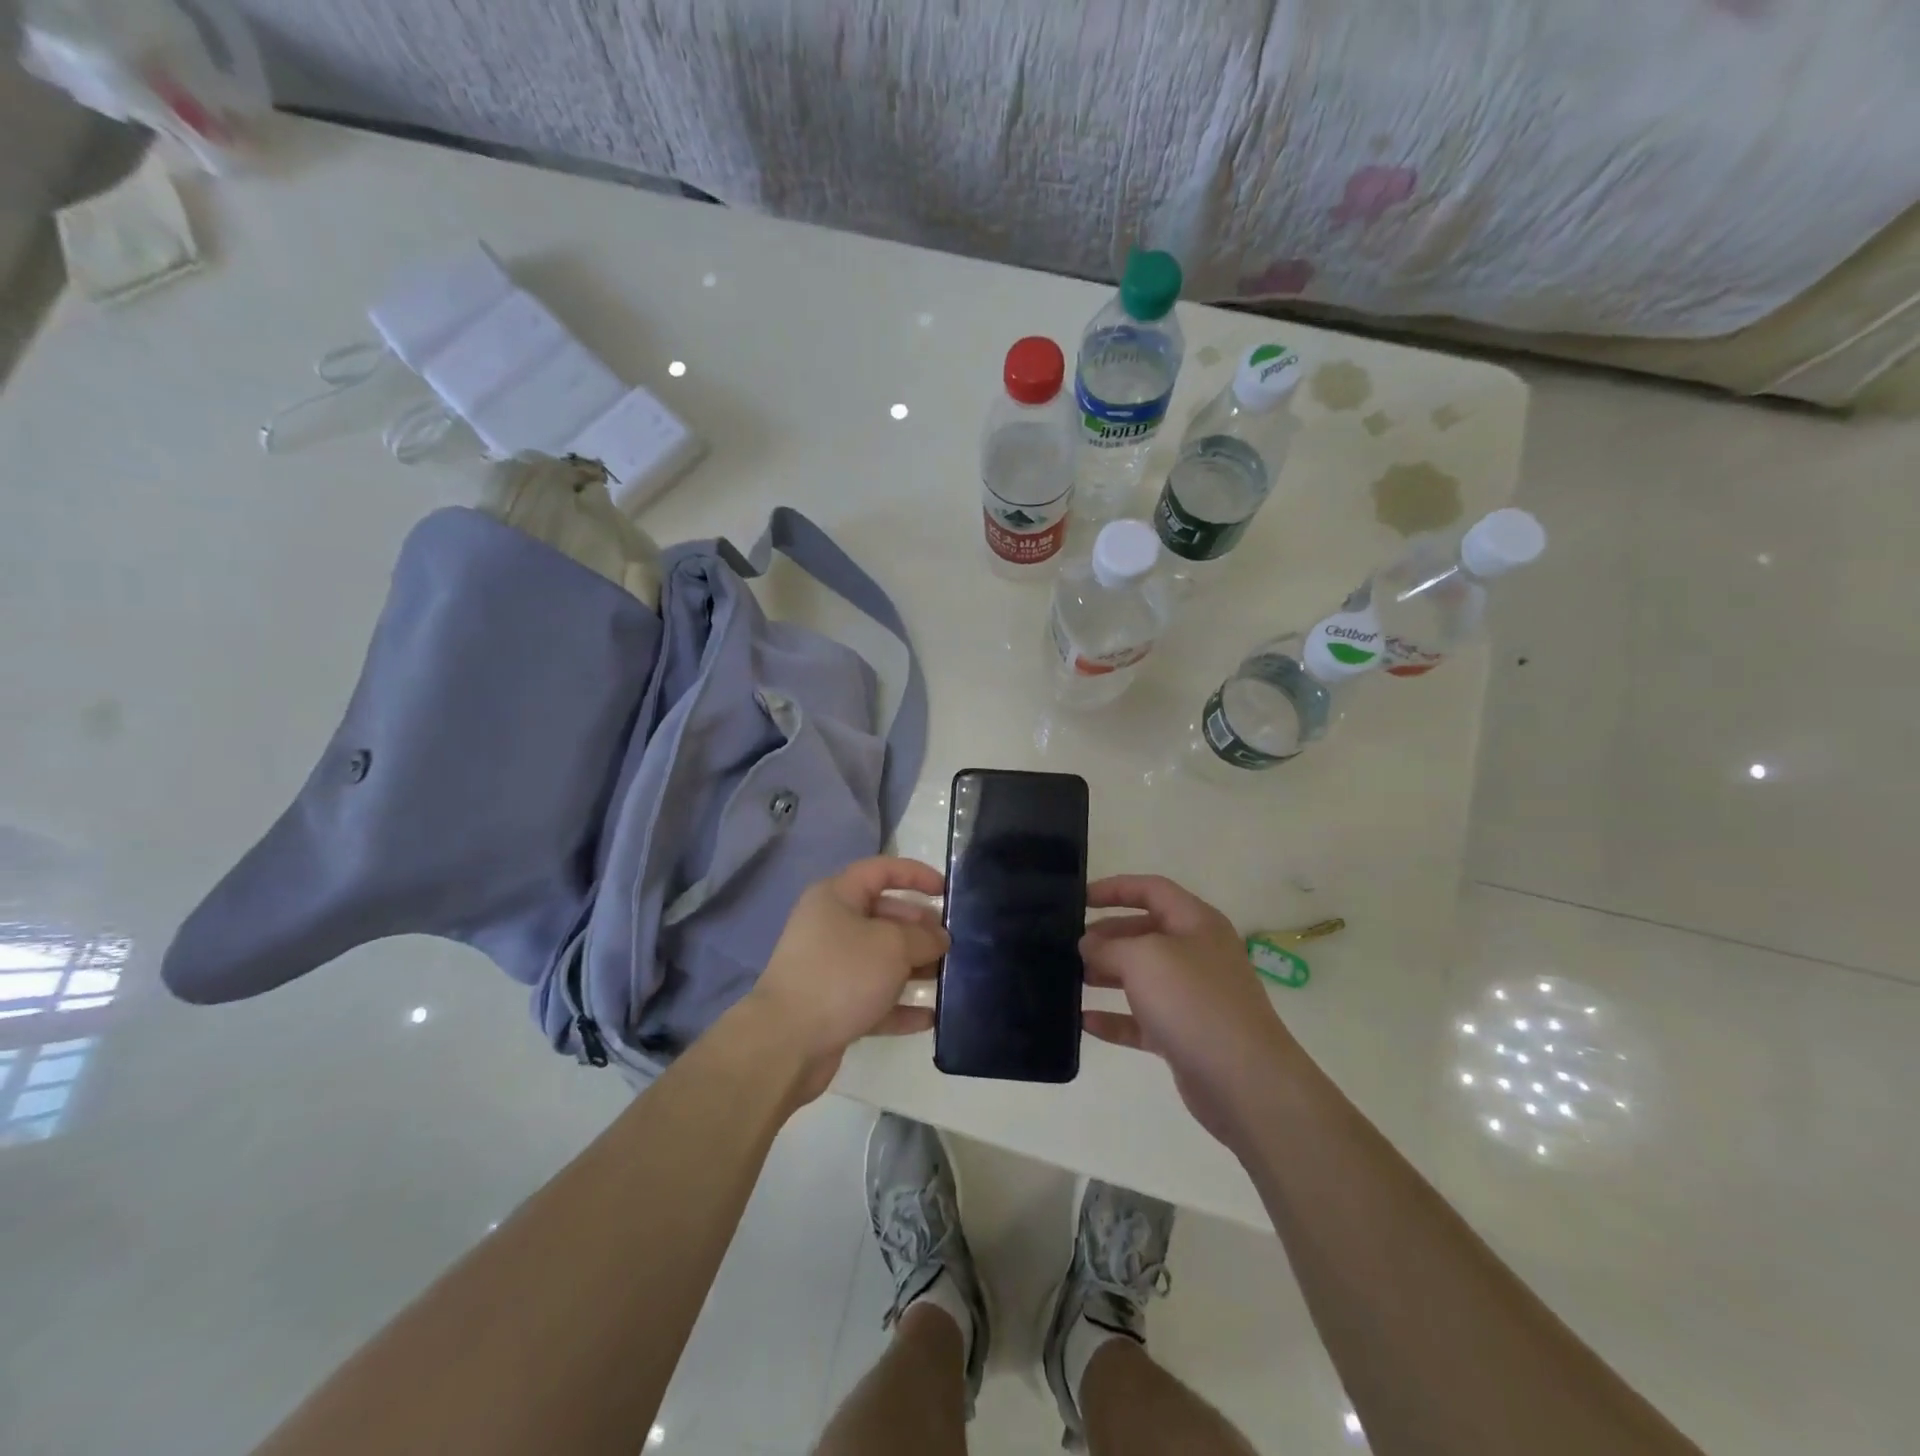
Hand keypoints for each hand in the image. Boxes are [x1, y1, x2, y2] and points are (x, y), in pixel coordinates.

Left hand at [745, 857, 948, 1101]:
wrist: (785, 1043)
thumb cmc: (841, 975)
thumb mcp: (892, 946)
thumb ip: (923, 937)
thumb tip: (939, 938)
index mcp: (837, 897)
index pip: (881, 870)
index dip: (915, 875)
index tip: (947, 891)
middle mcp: (831, 926)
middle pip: (884, 916)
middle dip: (920, 927)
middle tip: (952, 943)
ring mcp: (830, 968)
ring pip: (881, 960)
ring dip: (914, 967)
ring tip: (949, 977)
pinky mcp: (833, 1006)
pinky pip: (874, 998)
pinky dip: (900, 1005)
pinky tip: (931, 1016)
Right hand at [1080, 875, 1296, 1146]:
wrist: (1245, 1081)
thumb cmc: (1194, 1002)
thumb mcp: (1143, 958)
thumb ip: (1108, 946)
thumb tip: (1089, 945)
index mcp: (1196, 922)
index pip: (1151, 889)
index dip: (1114, 888)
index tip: (1078, 899)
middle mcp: (1197, 954)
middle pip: (1144, 932)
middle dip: (1107, 935)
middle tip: (1069, 946)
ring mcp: (1192, 997)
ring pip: (1142, 977)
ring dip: (1107, 975)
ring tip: (1071, 978)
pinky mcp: (1185, 1036)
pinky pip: (1142, 1020)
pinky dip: (1114, 1019)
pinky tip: (1084, 1023)